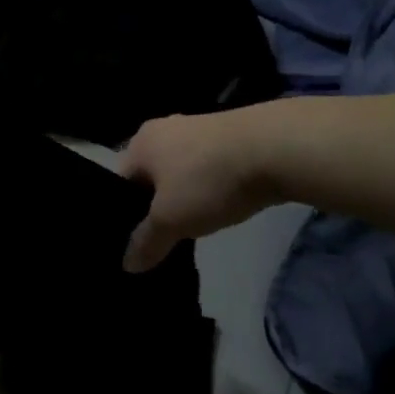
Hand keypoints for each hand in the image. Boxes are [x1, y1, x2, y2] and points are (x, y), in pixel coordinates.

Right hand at [120, 109, 278, 271]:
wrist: (275, 148)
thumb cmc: (208, 180)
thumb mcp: (171, 220)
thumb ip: (146, 242)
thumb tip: (127, 264)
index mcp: (140, 143)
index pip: (119, 184)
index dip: (123, 216)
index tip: (135, 243)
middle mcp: (163, 129)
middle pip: (150, 178)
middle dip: (155, 207)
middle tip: (163, 239)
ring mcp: (197, 129)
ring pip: (179, 173)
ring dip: (184, 197)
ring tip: (193, 226)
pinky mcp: (228, 135)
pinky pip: (206, 168)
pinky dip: (208, 188)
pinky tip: (219, 206)